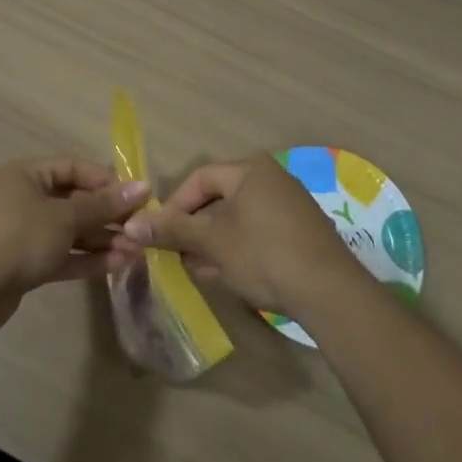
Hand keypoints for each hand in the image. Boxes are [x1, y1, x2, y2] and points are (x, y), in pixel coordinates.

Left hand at [0, 158, 149, 330]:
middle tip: (141, 229)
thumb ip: (103, 205)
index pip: (73, 168)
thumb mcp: (64, 217)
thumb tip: (142, 187)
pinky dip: (86, 259)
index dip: (105, 181)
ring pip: (69, 232)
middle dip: (108, 216)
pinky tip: (116, 265)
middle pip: (74, 201)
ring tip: (136, 252)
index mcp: (26, 175)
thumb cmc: (17, 237)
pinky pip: (61, 255)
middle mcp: (23, 198)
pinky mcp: (24, 264)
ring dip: (102, 241)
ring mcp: (22, 233)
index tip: (136, 197)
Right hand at [110, 154, 367, 318]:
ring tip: (201, 270)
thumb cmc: (263, 255)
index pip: (200, 178)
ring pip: (239, 220)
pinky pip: (259, 233)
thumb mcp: (212, 242)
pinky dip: (240, 250)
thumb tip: (132, 224)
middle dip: (195, 229)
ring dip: (215, 243)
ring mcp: (291, 205)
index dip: (175, 205)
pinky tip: (230, 276)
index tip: (160, 233)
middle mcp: (272, 178)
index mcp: (250, 170)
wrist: (329, 291)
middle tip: (178, 255)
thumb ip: (173, 230)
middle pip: (220, 199)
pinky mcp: (302, 232)